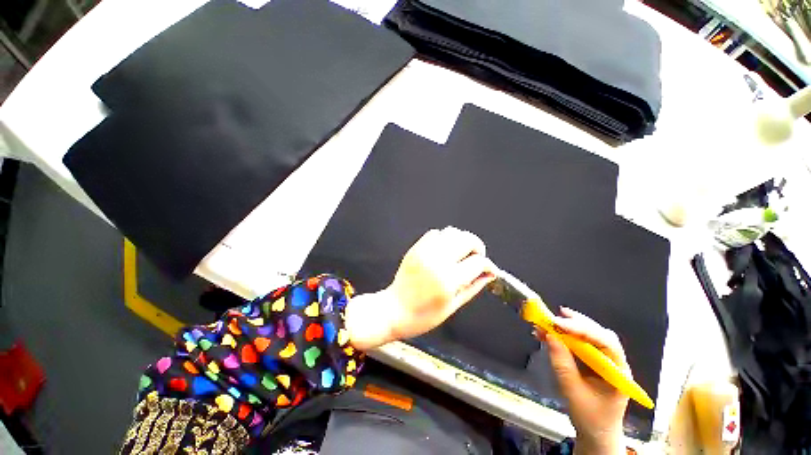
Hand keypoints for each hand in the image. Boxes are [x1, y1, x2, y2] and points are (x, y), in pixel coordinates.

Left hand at [346, 227, 494, 349]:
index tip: (489, 269)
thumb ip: (473, 287)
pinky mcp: (416, 248)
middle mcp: (437, 261)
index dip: (488, 265)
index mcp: (448, 280)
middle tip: (476, 257)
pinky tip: (445, 250)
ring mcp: (425, 252)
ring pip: (452, 232)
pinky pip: (435, 233)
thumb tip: (489, 274)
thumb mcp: (453, 306)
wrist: (393, 309)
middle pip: (466, 239)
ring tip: (461, 253)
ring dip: (461, 240)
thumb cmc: (423, 316)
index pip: (478, 262)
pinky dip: (444, 238)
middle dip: (477, 247)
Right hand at [538, 307, 628, 454]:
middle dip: (575, 323)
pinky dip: (563, 337)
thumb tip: (550, 336)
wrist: (596, 434)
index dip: (582, 329)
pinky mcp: (590, 361)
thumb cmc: (590, 418)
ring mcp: (602, 360)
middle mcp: (613, 361)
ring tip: (548, 323)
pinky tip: (548, 334)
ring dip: (567, 328)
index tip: (558, 323)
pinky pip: (577, 343)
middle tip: (554, 317)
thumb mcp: (573, 392)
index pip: (606, 342)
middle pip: (598, 334)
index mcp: (618, 371)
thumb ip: (562, 364)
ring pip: (587, 336)